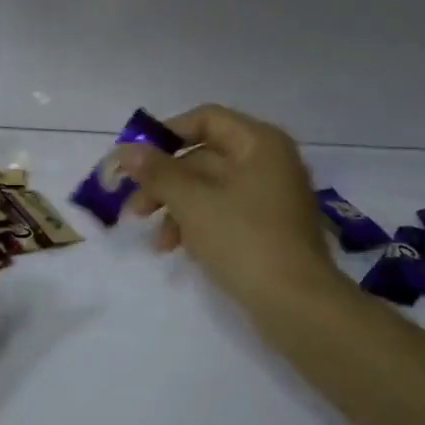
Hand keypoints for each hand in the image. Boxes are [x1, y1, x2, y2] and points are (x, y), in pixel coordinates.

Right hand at [119, 104, 340, 319]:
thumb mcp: (192, 202)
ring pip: (211, 189)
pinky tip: (176, 249)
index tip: (136, 159)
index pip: (206, 119)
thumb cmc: (244, 239)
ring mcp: (272, 197)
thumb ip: (157, 172)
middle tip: (134, 207)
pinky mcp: (269, 230)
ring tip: (155, 240)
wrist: (298, 305)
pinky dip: (198, 225)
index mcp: (259, 143)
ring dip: (176, 208)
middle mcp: (269, 162)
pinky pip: (225, 214)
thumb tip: (126, 150)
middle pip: (205, 157)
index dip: (167, 134)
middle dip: (165, 181)